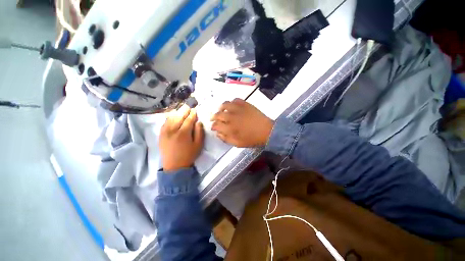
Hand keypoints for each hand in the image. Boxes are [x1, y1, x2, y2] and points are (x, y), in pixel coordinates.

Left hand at [159, 105, 204, 171]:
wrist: (174, 166)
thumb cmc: (189, 155)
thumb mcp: (198, 145)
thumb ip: (199, 132)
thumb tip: (198, 122)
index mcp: (183, 133)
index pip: (188, 120)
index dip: (192, 114)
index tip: (195, 109)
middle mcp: (173, 130)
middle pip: (179, 117)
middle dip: (184, 110)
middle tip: (188, 106)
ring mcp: (165, 132)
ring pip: (171, 118)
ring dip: (177, 113)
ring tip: (182, 109)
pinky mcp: (161, 134)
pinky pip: (164, 123)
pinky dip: (169, 118)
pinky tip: (173, 116)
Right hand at [211, 98, 273, 147]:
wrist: (266, 131)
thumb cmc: (252, 139)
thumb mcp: (238, 144)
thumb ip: (226, 139)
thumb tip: (218, 133)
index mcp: (230, 128)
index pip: (216, 125)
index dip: (213, 126)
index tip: (213, 127)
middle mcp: (231, 117)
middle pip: (218, 114)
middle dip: (214, 117)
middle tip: (214, 118)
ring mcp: (238, 109)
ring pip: (225, 105)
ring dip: (221, 108)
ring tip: (221, 110)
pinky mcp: (245, 104)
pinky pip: (235, 100)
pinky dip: (231, 102)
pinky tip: (232, 106)